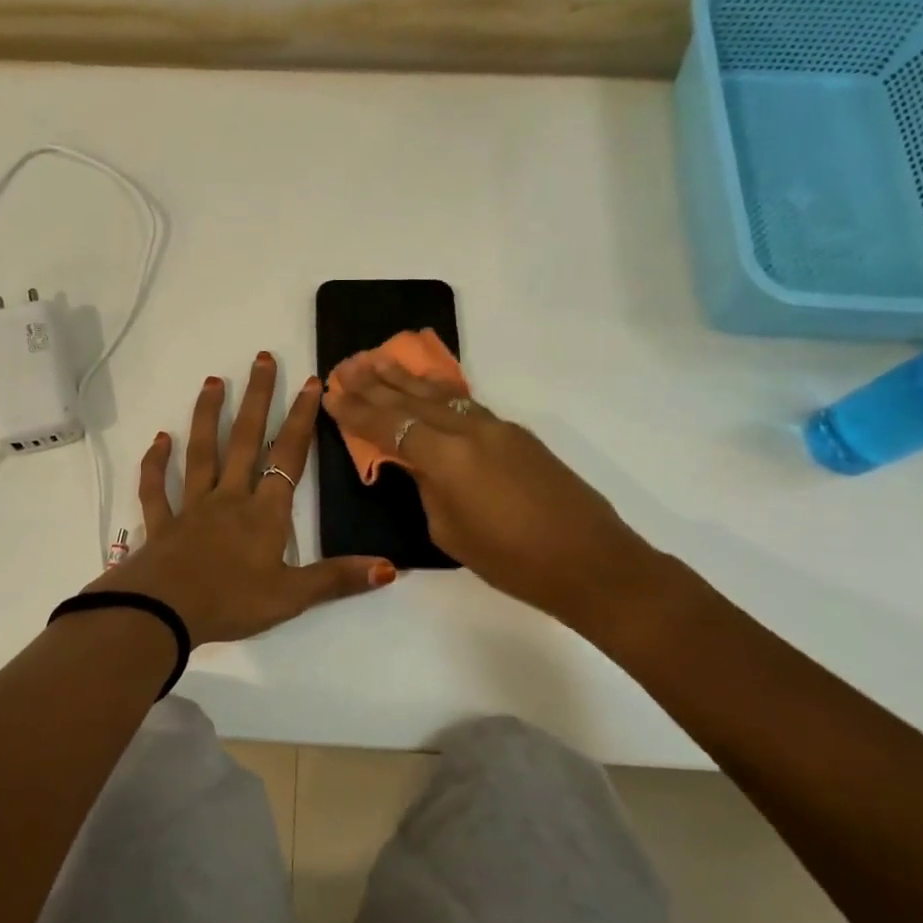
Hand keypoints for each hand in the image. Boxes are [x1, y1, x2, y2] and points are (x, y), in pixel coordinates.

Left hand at [88, 352, 394, 647]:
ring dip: (207, 416)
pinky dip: (156, 463)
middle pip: (246, 440)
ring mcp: (191, 507)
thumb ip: (337, 579)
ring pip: (201, 453)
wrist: (163, 614)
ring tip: (213, 382)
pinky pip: (156, 488)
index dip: (302, 419)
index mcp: (264, 513)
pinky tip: (159, 439)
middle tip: (261, 359)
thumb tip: (389, 567)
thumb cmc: (231, 603)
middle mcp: (229, 498)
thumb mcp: (291, 597)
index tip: (311, 383)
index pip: (289, 456)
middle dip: (257, 399)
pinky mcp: (161, 523)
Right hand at [322, 349, 651, 627]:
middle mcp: (469, 430)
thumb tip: (420, 465)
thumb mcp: (450, 531)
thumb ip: (428, 488)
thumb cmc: (512, 561)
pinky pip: (465, 404)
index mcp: (447, 457)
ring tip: (378, 361)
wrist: (590, 562)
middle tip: (346, 365)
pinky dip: (438, 393)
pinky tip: (427, 388)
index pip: (390, 426)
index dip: (357, 411)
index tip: (331, 394)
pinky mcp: (517, 434)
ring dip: (406, 379)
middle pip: (412, 400)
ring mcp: (497, 427)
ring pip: (441, 394)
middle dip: (375, 383)